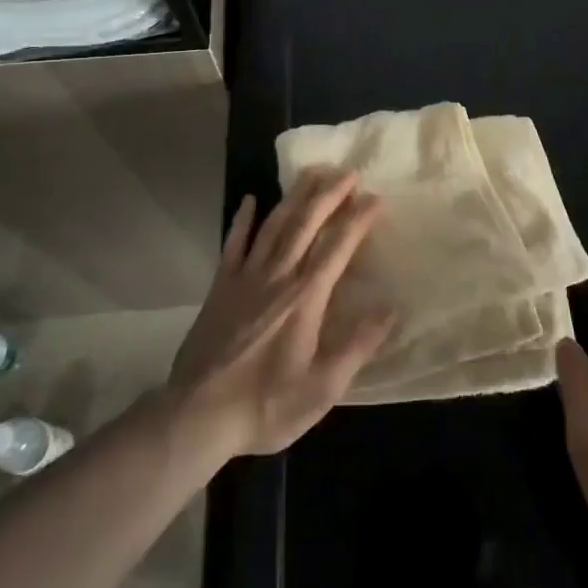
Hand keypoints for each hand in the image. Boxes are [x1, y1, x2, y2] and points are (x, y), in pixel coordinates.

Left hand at [167, 169, 394, 458]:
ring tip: (312, 173)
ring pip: (273, 225)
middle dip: (329, 194)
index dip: (358, 219)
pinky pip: (233, 244)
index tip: (376, 197)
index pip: (337, 246)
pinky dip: (242, 220)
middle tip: (349, 172)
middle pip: (305, 224)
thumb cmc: (265, 405)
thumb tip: (390, 310)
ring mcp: (245, 278)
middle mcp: (277, 277)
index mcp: (305, 298)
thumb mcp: (322, 388)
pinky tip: (249, 200)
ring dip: (295, 196)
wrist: (197, 416)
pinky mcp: (220, 287)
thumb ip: (357, 346)